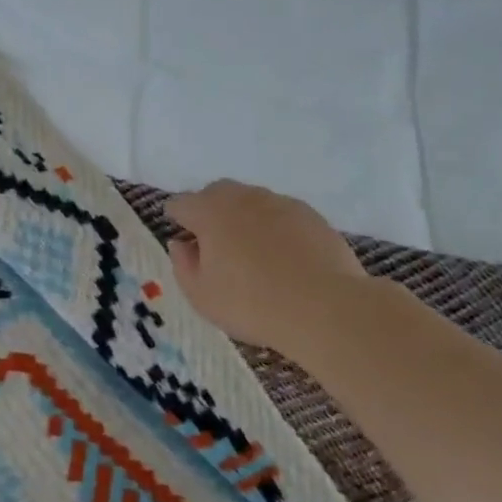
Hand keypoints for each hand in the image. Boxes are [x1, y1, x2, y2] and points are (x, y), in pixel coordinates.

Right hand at [164, 181, 371, 360]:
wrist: (326, 309)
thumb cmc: (251, 304)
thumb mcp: (201, 295)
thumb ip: (183, 264)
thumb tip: (181, 244)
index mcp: (209, 212)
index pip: (180, 204)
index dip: (176, 219)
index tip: (181, 238)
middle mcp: (242, 197)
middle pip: (216, 192)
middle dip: (209, 210)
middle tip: (213, 243)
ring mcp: (280, 203)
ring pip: (251, 200)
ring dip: (243, 217)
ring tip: (251, 250)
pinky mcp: (312, 216)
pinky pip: (282, 214)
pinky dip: (275, 227)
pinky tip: (283, 256)